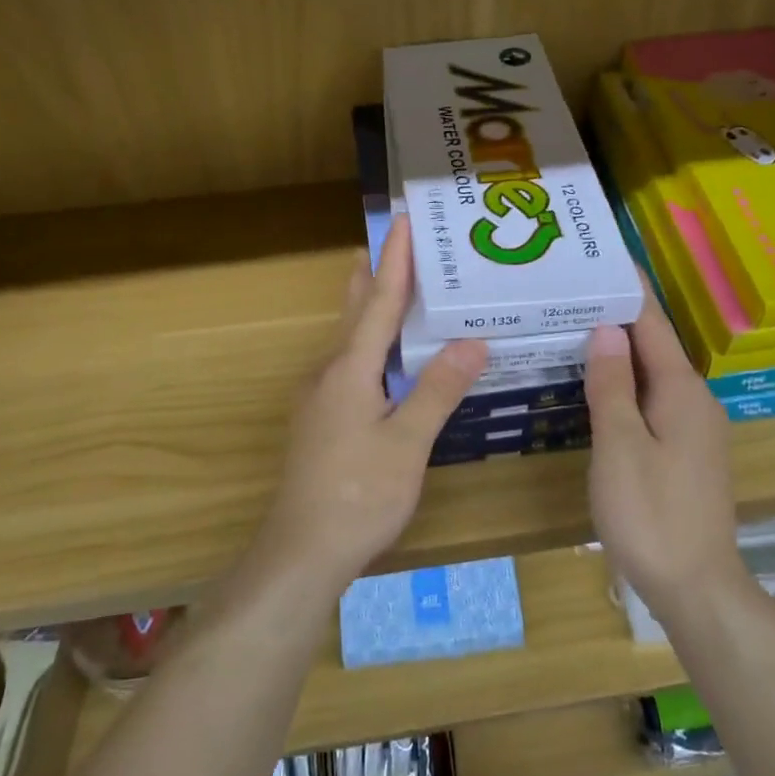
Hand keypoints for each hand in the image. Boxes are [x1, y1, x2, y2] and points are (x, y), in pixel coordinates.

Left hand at [260, 215, 486, 591]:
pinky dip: (370, 345)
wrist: (302, 552)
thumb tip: (472, 341)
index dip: (395, 262)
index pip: (378, 303)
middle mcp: (329, 374)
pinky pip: (349, 366)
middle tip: (396, 245)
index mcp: (350, 370)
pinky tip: (384, 359)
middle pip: (355, 313)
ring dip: (369, 309)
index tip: (404, 223)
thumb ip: (438, 390)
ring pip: (349, 341)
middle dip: (375, 277)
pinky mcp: (321, 421)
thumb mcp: (407, 443)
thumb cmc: (358, 495)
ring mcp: (320, 399)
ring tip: (389, 286)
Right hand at [583, 292, 742, 617]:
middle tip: (573, 294)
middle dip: (617, 318)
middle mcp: (695, 402)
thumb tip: (604, 329)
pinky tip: (597, 387)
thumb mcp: (621, 445)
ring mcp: (694, 430)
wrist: (695, 587)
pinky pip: (652, 403)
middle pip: (653, 347)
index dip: (629, 290)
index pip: (652, 325)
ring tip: (577, 329)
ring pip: (651, 377)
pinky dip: (624, 385)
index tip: (604, 257)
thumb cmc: (652, 513)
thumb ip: (611, 385)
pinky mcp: (685, 454)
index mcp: (682, 391)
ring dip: (619, 353)